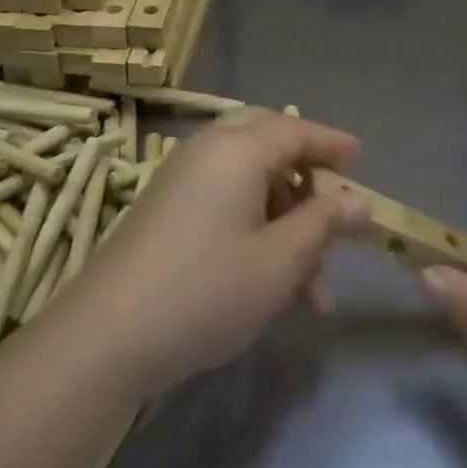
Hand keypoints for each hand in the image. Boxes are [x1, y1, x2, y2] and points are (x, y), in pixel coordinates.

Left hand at [56, 108, 367, 397]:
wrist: (106, 336)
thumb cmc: (207, 290)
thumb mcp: (279, 261)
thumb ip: (322, 224)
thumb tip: (358, 202)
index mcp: (238, 149)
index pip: (296, 131)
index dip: (332, 144)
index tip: (360, 158)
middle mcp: (208, 151)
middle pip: (268, 142)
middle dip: (305, 174)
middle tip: (331, 206)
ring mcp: (181, 179)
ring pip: (248, 180)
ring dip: (284, 218)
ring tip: (313, 286)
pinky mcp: (166, 209)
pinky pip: (224, 200)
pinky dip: (255, 227)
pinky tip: (273, 281)